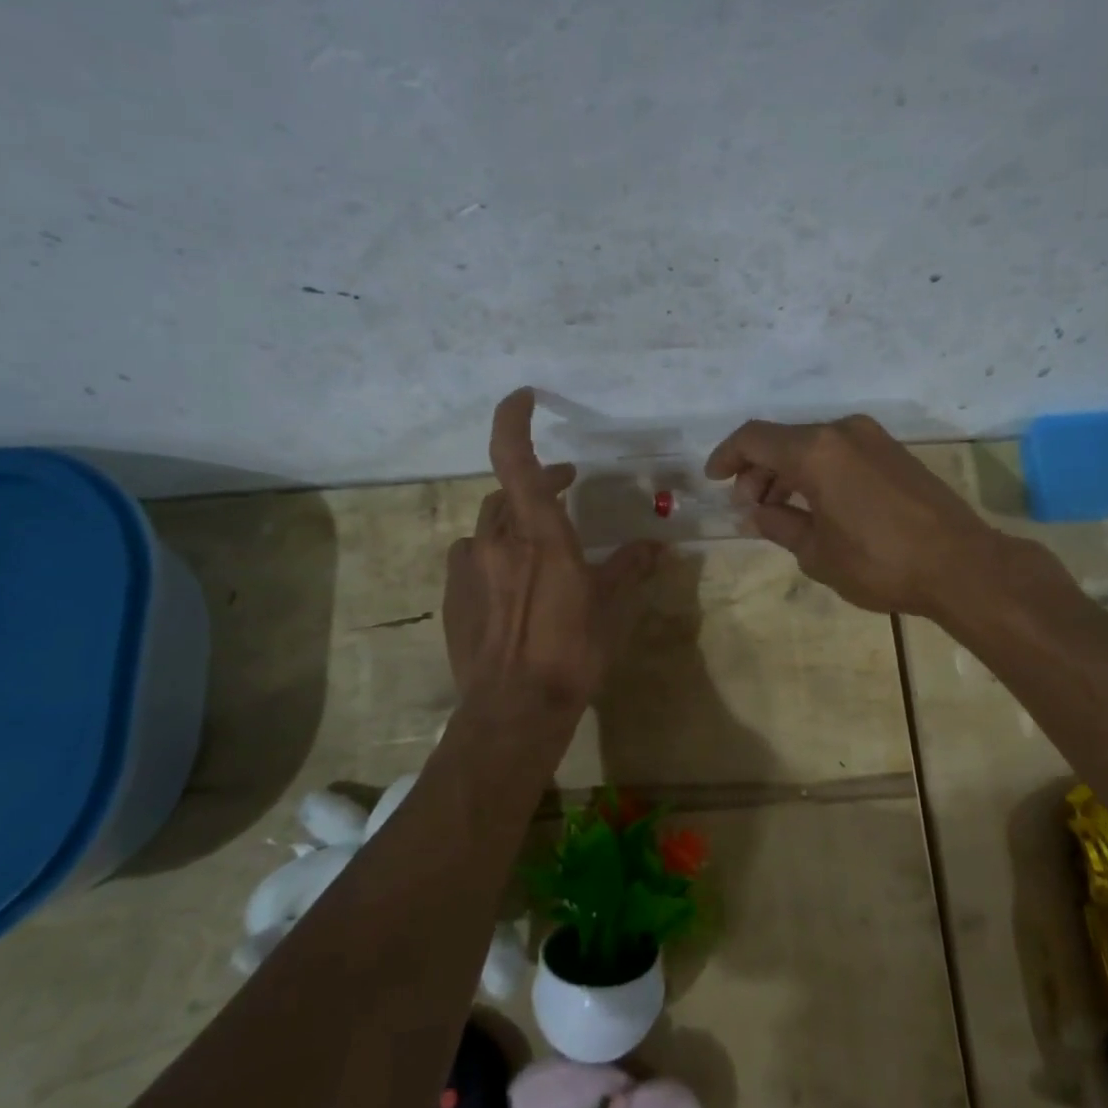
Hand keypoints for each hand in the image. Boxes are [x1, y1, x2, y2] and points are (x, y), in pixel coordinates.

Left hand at [444, 390, 661, 718]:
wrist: (514, 709)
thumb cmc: (572, 651)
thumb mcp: (611, 607)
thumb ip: (630, 567)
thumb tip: (654, 547)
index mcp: (540, 534)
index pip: (516, 459)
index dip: (513, 420)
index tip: (523, 397)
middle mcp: (497, 540)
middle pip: (509, 491)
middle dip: (538, 481)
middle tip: (567, 485)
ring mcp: (468, 567)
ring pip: (489, 524)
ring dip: (514, 519)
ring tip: (539, 538)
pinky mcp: (452, 596)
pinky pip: (471, 557)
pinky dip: (492, 553)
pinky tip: (508, 579)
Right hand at [705, 413, 1022, 617]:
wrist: (961, 565)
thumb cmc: (879, 562)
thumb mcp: (816, 552)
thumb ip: (778, 524)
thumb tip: (755, 512)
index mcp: (816, 451)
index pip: (754, 438)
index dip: (727, 456)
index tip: (714, 480)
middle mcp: (842, 432)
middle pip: (783, 440)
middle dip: (758, 470)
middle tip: (750, 507)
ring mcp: (873, 438)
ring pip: (812, 445)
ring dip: (787, 471)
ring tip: (780, 510)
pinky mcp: (894, 452)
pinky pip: (839, 452)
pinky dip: (817, 471)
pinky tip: (816, 504)